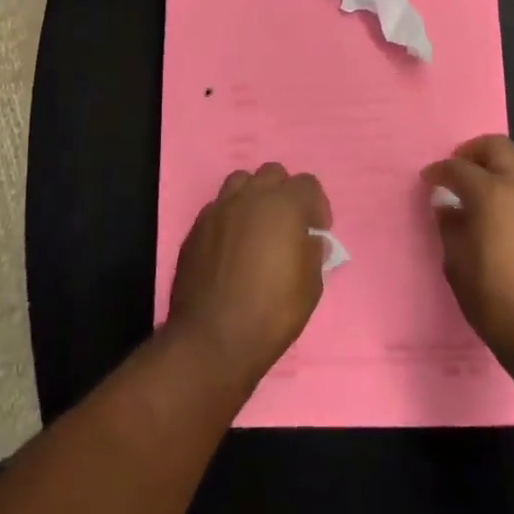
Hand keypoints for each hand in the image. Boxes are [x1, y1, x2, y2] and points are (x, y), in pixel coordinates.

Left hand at [168, 163, 328, 387]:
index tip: (317, 231)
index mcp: (284, 205)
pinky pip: (218, 208)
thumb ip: (313, 253)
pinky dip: (230, 218)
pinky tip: (232, 247)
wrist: (212, 339)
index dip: (317, 205)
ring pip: (240, 182)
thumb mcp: (311, 286)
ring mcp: (218, 210)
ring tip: (258, 227)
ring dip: (254, 197)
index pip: (307, 183)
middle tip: (289, 224)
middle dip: (284, 193)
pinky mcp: (196, 228)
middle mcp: (249, 197)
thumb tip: (311, 240)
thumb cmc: (271, 312)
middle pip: (272, 174)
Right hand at [422, 135, 513, 373]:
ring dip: (503, 168)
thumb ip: (451, 228)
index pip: (459, 168)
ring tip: (488, 191)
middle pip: (499, 148)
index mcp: (492, 193)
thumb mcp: (458, 267)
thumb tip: (448, 207)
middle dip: (475, 153)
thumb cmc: (499, 303)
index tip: (430, 180)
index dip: (440, 171)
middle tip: (460, 171)